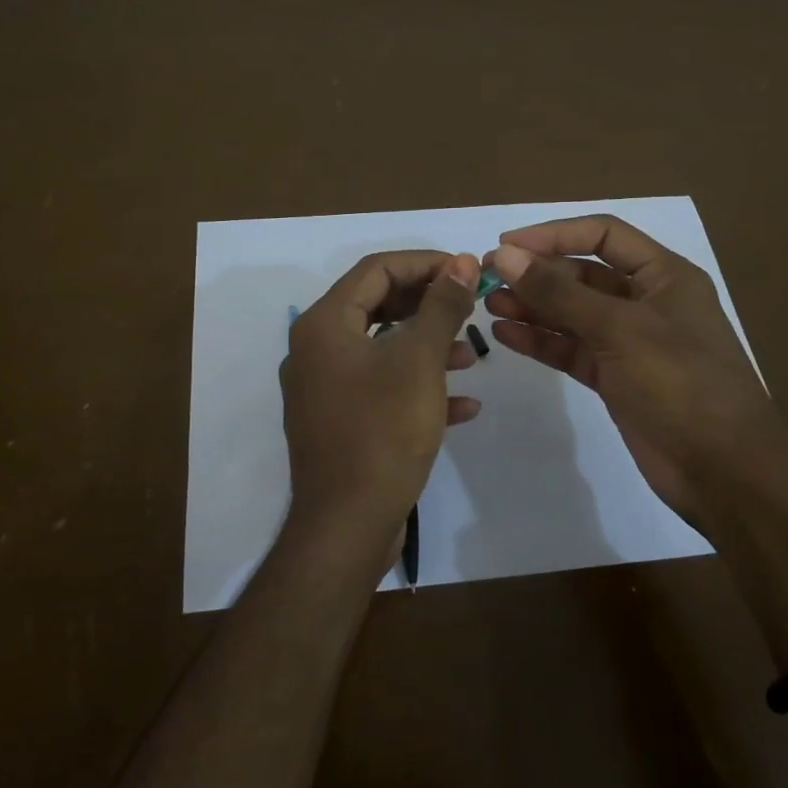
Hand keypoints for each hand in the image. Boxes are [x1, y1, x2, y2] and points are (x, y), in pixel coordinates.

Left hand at [280, 251, 481, 567]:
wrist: (347, 526)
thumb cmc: (382, 432)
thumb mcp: (419, 362)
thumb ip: (441, 307)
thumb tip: (461, 261)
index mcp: (325, 326)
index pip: (376, 270)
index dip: (424, 263)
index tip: (466, 269)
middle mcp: (316, 350)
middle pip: (377, 307)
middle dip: (428, 305)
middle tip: (470, 305)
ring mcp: (325, 389)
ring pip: (382, 350)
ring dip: (427, 347)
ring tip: (471, 355)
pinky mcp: (339, 422)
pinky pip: (380, 390)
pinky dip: (417, 388)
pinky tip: (463, 406)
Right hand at [484, 215, 787, 528]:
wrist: (723, 471)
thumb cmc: (681, 384)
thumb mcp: (620, 330)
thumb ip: (559, 292)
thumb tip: (505, 254)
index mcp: (664, 276)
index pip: (603, 236)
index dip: (554, 234)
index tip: (506, 244)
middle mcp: (647, 302)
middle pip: (584, 274)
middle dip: (538, 274)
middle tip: (488, 279)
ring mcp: (630, 343)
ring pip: (573, 314)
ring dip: (534, 306)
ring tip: (490, 305)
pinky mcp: (615, 378)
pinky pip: (571, 349)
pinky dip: (541, 341)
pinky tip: (506, 335)